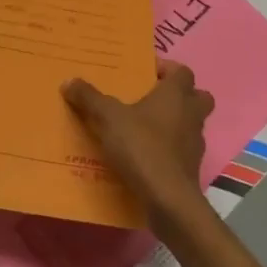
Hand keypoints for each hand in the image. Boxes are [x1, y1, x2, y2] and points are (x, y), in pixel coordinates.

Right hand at [64, 60, 213, 231]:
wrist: (167, 198)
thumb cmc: (141, 147)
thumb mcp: (107, 118)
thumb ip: (89, 98)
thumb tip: (69, 81)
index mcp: (176, 95)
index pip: (182, 71)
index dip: (166, 68)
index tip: (145, 72)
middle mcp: (191, 115)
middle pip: (197, 96)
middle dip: (179, 95)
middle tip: (152, 98)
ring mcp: (195, 143)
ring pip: (191, 124)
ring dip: (174, 122)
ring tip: (144, 127)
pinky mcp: (191, 167)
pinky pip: (181, 149)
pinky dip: (168, 149)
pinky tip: (145, 154)